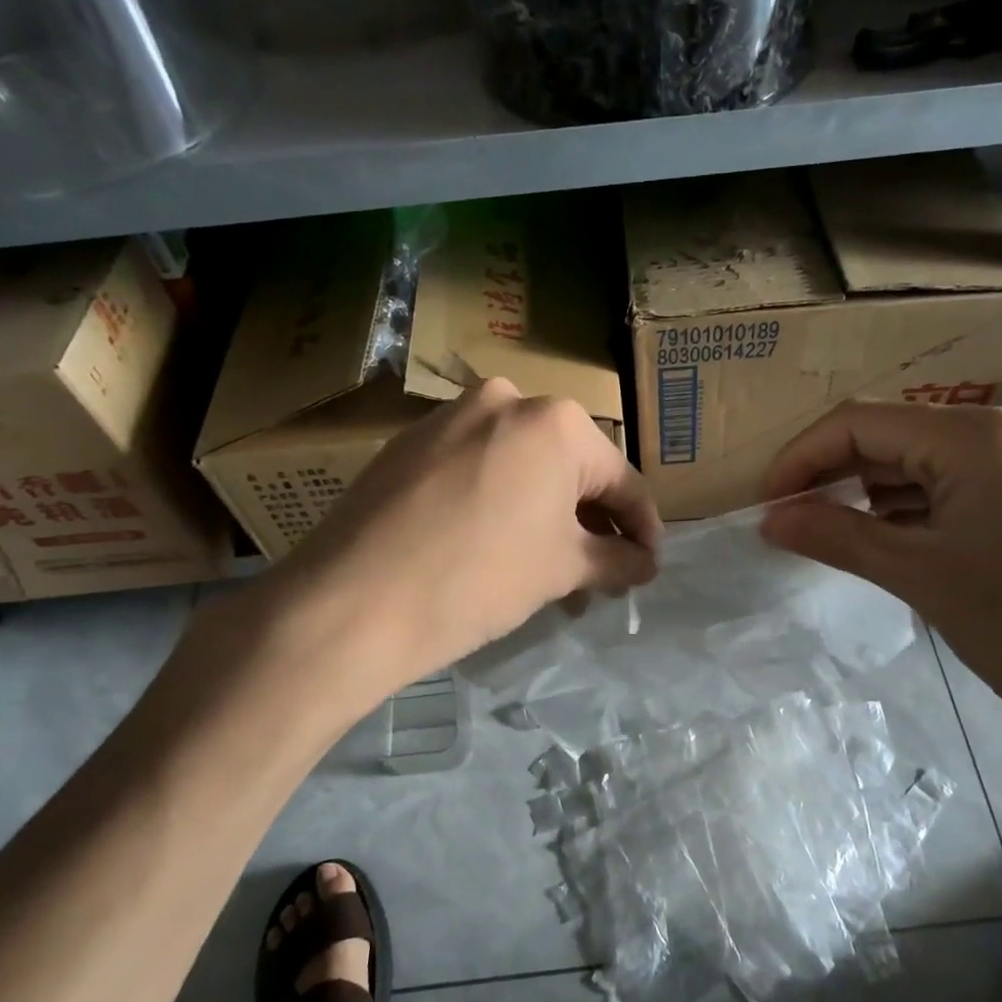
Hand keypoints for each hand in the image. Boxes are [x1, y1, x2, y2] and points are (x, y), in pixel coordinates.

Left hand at [222, 379, 659, 704]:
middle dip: (589, 524)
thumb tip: (646, 564)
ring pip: (520, 468)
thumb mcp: (562, 569)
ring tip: (547, 571)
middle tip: (597, 575)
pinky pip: (475, 468)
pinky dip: (498, 503)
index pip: (621, 480)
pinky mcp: (409, 442)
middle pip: (568, 469)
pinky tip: (492, 546)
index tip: (648, 567)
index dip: (642, 530)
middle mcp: (506, 399)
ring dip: (543, 515)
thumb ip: (617, 560)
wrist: (353, 601)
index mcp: (556, 421)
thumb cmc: (480, 577)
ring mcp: (450, 416)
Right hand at [760, 402, 1001, 755]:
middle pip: (894, 435)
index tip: (767, 503)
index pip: (862, 422)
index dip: (803, 458)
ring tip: (840, 536)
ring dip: (876, 492)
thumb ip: (835, 536)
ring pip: (925, 457)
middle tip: (794, 522)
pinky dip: (917, 503)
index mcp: (979, 435)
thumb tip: (770, 520)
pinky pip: (958, 476)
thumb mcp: (918, 576)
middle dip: (837, 476)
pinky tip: (895, 538)